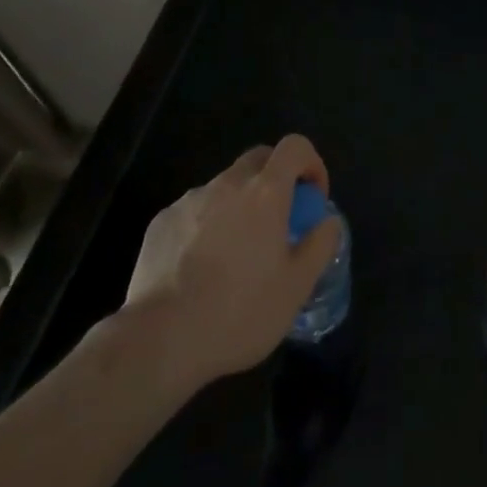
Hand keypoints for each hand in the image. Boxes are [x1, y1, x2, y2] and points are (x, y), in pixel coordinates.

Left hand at [119, 136, 342, 390]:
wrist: (159, 340)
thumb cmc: (238, 313)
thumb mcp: (296, 289)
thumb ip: (319, 246)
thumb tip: (327, 221)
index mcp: (266, 192)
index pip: (295, 146)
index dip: (310, 163)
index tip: (312, 199)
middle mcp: (228, 183)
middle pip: (259, 158)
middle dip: (276, 178)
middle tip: (279, 222)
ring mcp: (191, 199)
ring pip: (225, 186)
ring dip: (240, 204)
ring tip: (236, 254)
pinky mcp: (162, 220)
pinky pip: (195, 210)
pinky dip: (207, 225)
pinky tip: (199, 268)